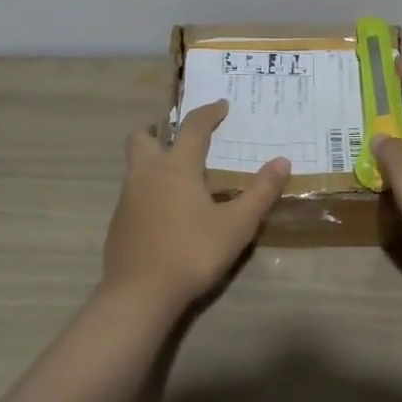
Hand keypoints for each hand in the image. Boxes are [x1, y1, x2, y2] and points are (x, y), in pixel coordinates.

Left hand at [102, 101, 287, 315]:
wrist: (138, 296)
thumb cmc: (191, 253)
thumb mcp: (236, 225)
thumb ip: (260, 192)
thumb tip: (282, 161)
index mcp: (177, 166)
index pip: (194, 126)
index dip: (209, 112)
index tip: (221, 105)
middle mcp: (147, 173)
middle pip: (143, 137)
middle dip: (159, 130)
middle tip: (180, 136)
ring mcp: (127, 198)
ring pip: (135, 166)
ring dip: (154, 161)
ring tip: (180, 177)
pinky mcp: (118, 224)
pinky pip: (134, 194)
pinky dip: (149, 191)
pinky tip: (166, 213)